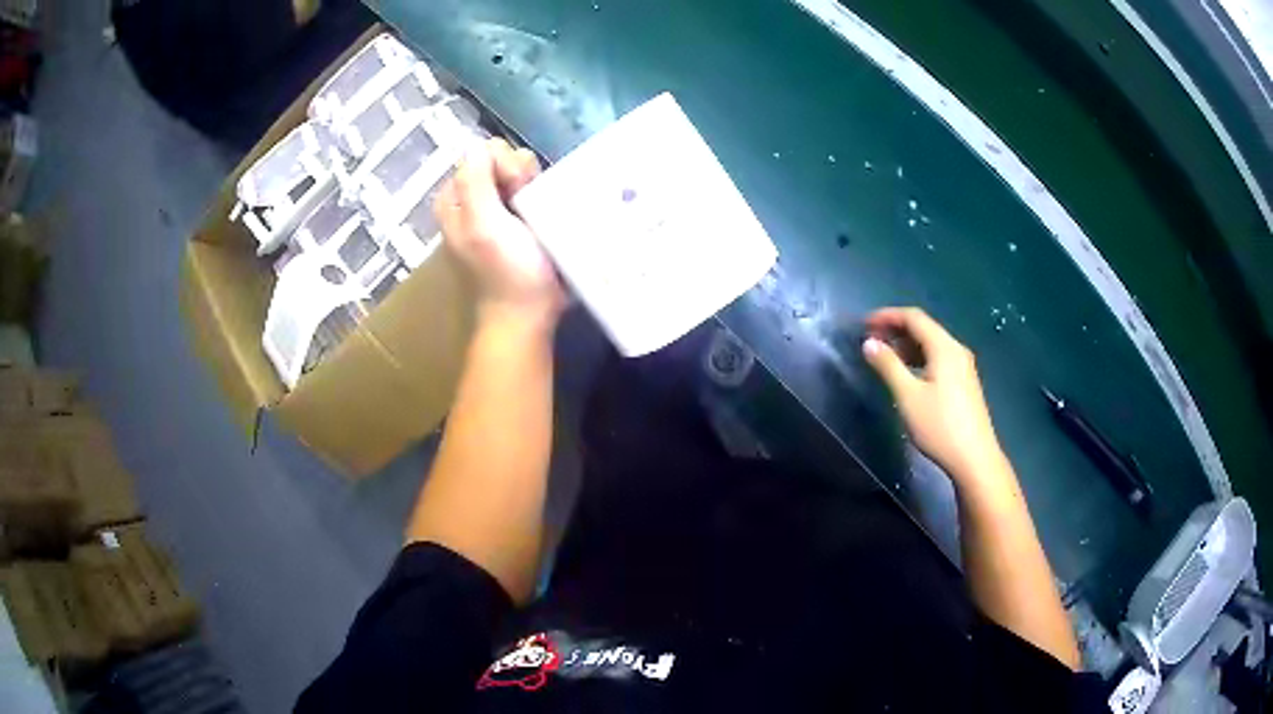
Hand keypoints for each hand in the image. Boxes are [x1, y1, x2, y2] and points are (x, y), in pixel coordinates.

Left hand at [435, 138, 563, 326]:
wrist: (527, 316)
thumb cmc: (507, 272)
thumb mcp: (482, 225)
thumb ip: (474, 181)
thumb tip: (478, 144)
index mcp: (454, 197)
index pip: (484, 152)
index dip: (505, 167)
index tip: (515, 194)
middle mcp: (470, 199)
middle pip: (503, 159)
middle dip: (520, 176)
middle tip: (526, 209)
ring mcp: (493, 210)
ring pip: (521, 173)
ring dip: (533, 188)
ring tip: (536, 217)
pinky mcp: (515, 221)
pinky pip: (530, 192)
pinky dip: (539, 198)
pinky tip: (544, 217)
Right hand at [862, 307, 1004, 483]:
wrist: (974, 459)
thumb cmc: (940, 426)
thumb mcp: (908, 396)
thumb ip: (888, 366)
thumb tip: (869, 343)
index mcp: (944, 347)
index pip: (914, 317)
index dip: (887, 316)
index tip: (863, 325)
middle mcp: (956, 350)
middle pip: (924, 328)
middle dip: (896, 329)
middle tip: (871, 340)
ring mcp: (963, 366)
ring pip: (931, 344)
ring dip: (907, 345)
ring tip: (884, 357)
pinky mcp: (964, 382)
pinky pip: (938, 358)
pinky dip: (919, 358)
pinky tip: (907, 374)